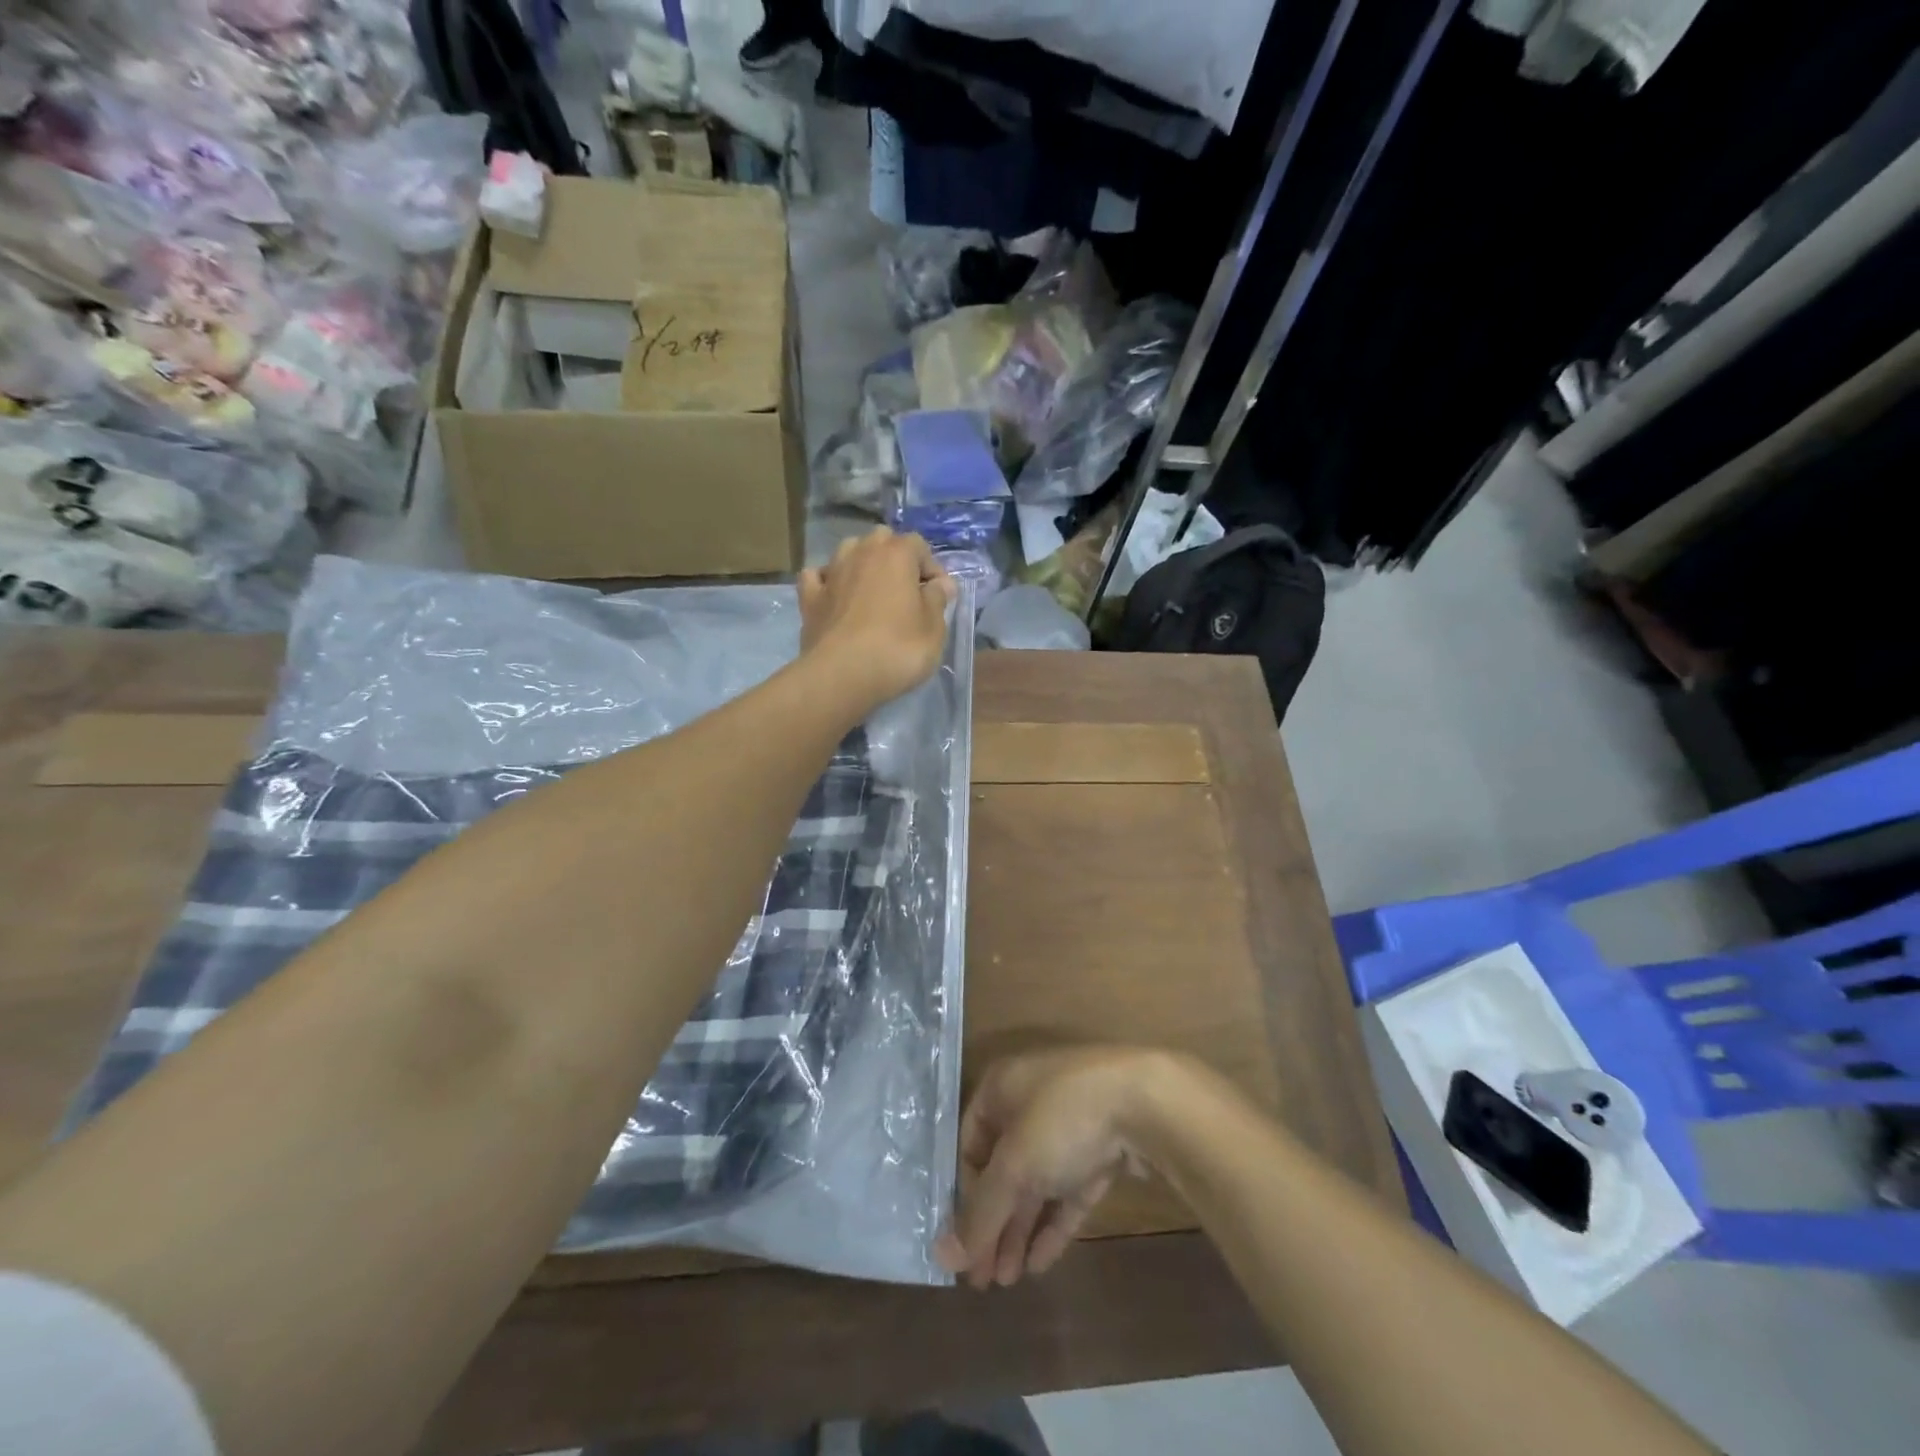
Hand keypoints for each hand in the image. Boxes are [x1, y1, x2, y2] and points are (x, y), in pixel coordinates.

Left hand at [798, 527, 955, 712]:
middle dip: (895, 558)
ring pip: (848, 551)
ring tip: (872, 591)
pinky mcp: (809, 597)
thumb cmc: (897, 649)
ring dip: (862, 564)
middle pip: (882, 541)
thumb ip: (938, 600)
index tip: (939, 596)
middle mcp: (861, 553)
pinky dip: (826, 581)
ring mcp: (831, 573)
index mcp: (896, 554)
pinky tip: (834, 595)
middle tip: (905, 591)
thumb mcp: (934, 629)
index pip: (919, 545)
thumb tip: (940, 583)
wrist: (841, 675)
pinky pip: (817, 577)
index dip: (931, 568)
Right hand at [936, 1045, 1184, 1288]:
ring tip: (1008, 1280)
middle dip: (993, 1222)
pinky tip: (1039, 1264)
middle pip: (1002, 1169)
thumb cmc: (1062, 1119)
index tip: (961, 1245)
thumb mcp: (1014, 1166)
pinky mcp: (1099, 1150)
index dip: (962, 1195)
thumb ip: (980, 1213)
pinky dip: (1052, 1224)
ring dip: (1019, 1229)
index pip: (968, 1145)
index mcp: (1000, 1088)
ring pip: (1035, 1183)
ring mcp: (1067, 1126)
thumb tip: (942, 1257)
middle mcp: (1029, 1102)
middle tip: (983, 1278)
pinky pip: (1067, 1191)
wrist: (1146, 1102)